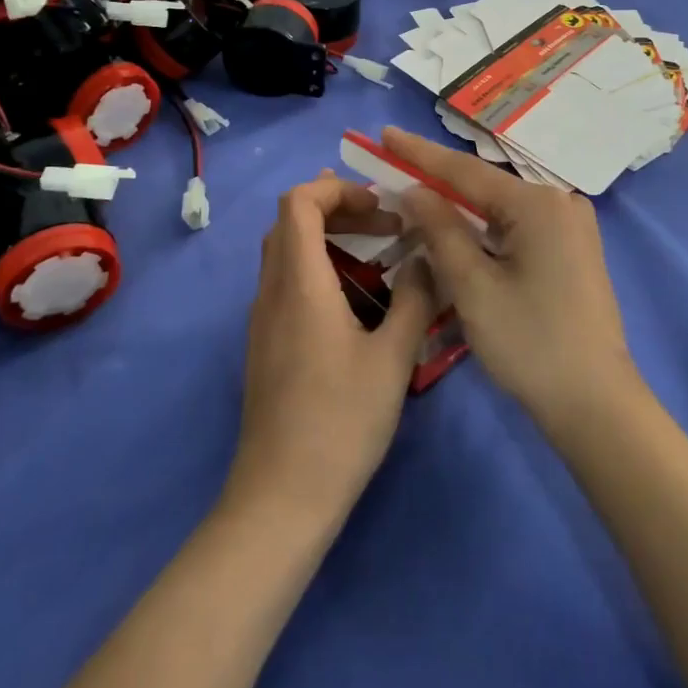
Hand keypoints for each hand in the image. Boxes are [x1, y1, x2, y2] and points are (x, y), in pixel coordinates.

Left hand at [225, 172, 435, 527]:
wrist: (281, 498)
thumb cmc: (341, 422)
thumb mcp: (393, 359)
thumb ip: (415, 299)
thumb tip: (425, 260)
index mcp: (300, 283)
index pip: (298, 201)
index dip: (337, 189)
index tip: (380, 208)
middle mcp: (272, 291)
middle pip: (289, 220)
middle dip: (338, 208)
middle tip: (384, 225)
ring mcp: (263, 318)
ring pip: (285, 250)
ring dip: (328, 238)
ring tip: (376, 254)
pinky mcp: (265, 343)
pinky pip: (286, 280)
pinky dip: (318, 267)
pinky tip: (355, 300)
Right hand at [382, 128, 636, 430]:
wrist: (596, 404)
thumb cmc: (530, 344)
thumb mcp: (474, 287)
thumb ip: (441, 231)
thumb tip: (415, 191)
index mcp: (538, 204)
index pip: (466, 171)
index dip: (419, 153)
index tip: (385, 134)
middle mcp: (560, 202)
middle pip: (485, 186)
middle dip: (438, 182)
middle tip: (393, 168)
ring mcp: (572, 225)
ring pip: (501, 208)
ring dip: (461, 208)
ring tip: (416, 197)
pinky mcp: (574, 248)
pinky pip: (519, 226)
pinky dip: (486, 228)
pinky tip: (459, 231)